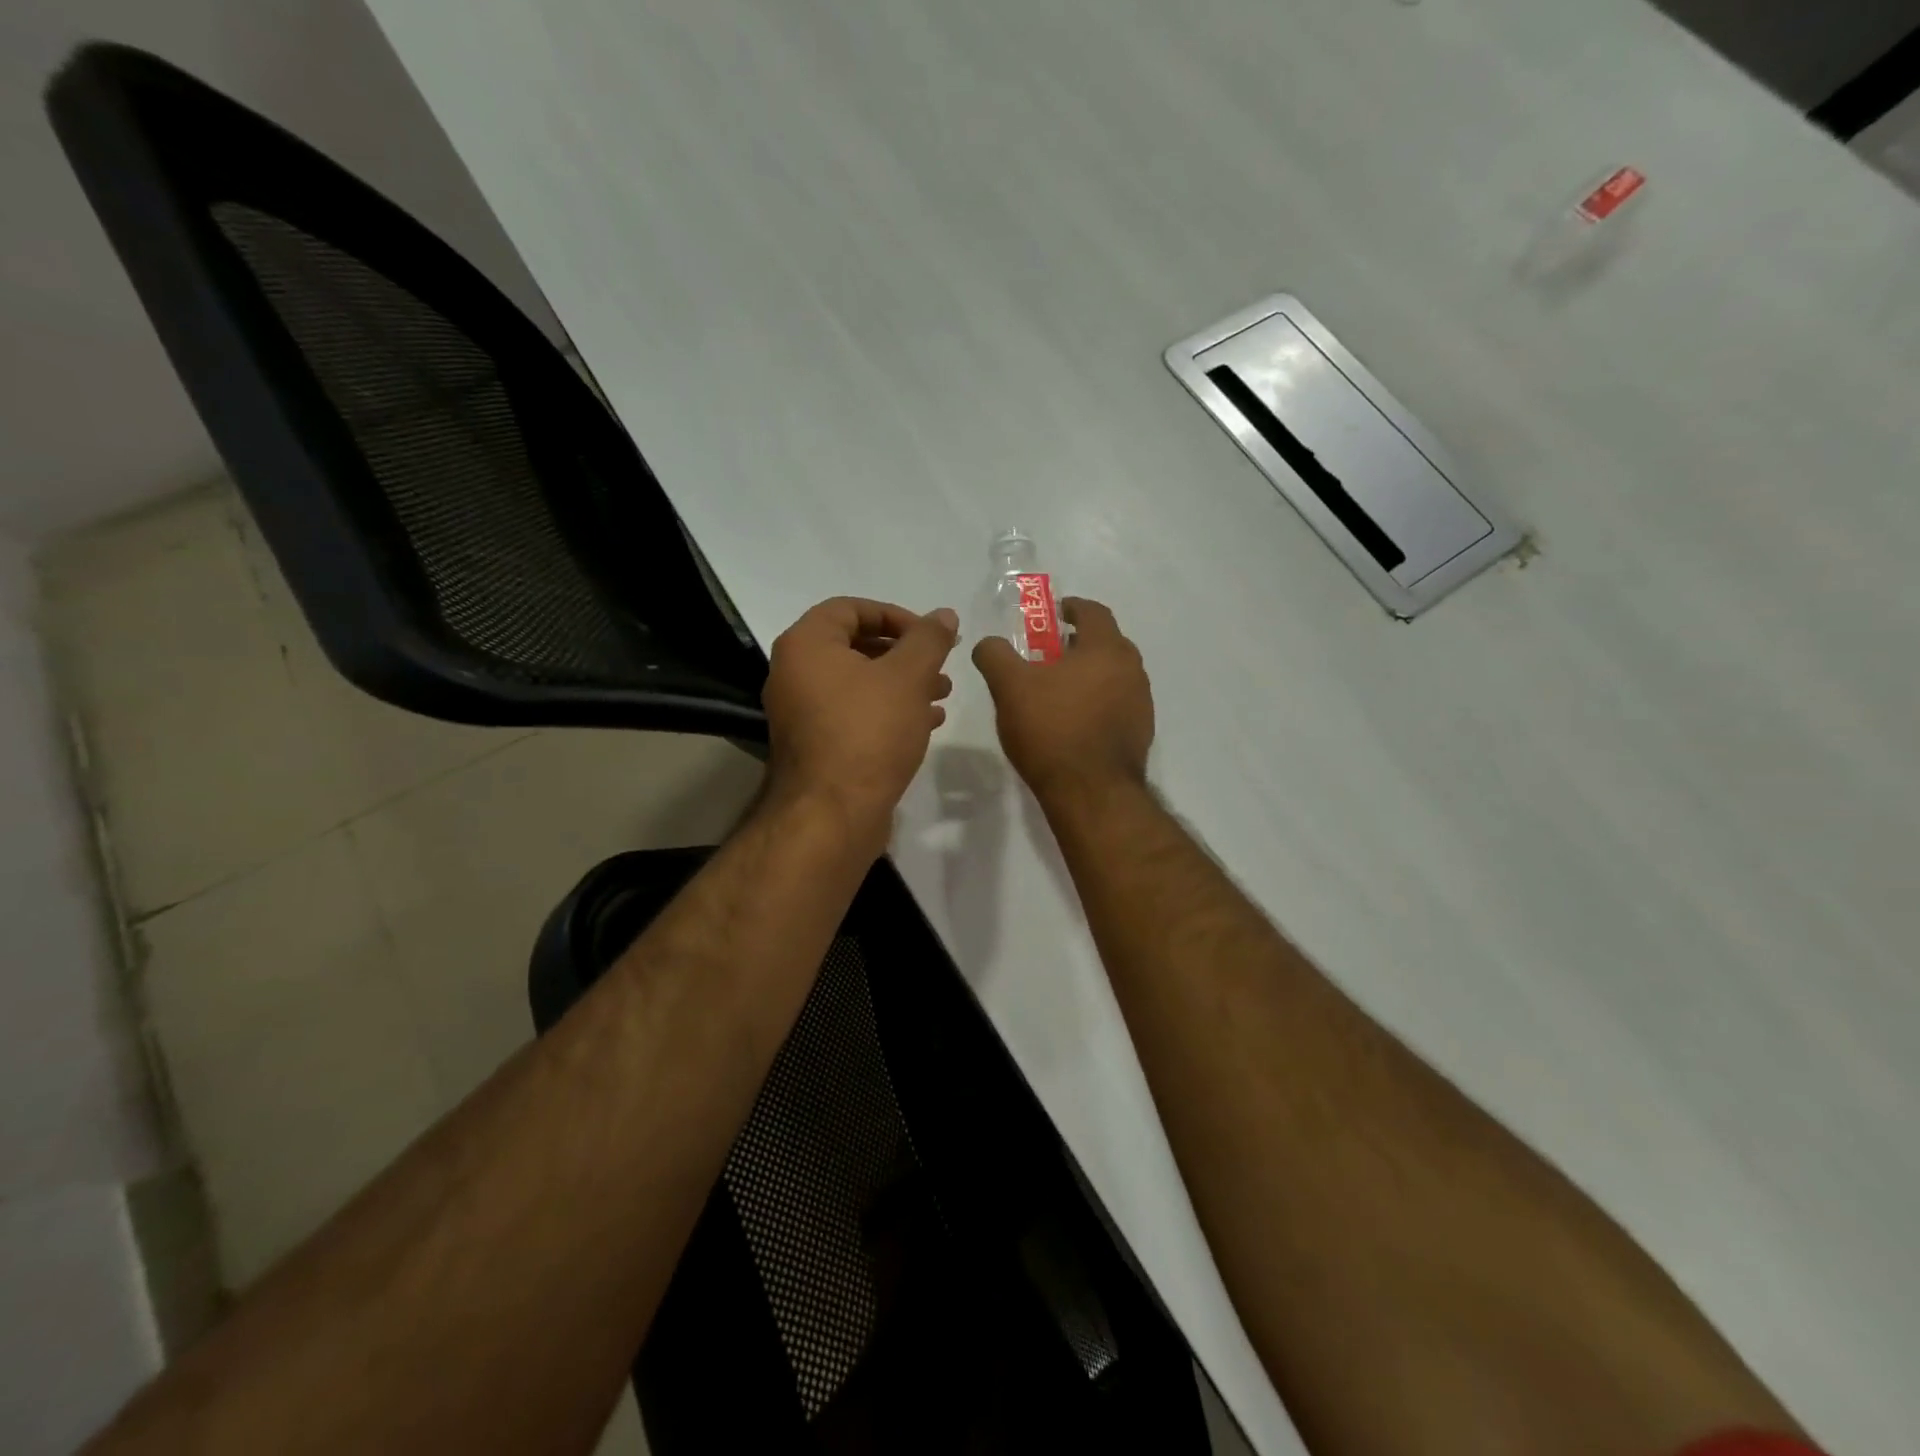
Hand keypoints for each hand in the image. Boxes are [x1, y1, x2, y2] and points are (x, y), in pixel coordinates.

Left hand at [763, 597, 959, 852]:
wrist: (833, 814)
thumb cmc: (868, 732)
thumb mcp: (908, 677)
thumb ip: (928, 640)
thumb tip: (944, 614)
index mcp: (806, 645)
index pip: (850, 608)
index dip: (895, 615)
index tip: (931, 635)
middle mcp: (794, 673)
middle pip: (855, 646)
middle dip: (904, 654)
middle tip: (940, 666)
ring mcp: (801, 712)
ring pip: (858, 683)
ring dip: (901, 684)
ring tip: (942, 695)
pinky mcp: (815, 745)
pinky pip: (853, 713)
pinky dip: (888, 711)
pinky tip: (926, 722)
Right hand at [972, 598, 1154, 804]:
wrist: (1091, 792)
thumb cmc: (1051, 729)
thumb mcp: (1009, 687)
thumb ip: (995, 656)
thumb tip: (988, 644)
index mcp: (1106, 648)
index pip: (1093, 611)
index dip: (1071, 608)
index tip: (1052, 615)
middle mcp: (1132, 669)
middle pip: (1106, 643)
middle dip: (1078, 644)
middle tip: (1048, 656)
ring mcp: (1141, 703)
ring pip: (1113, 676)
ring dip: (1088, 675)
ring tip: (1057, 692)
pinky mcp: (1141, 733)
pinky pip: (1117, 705)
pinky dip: (1097, 703)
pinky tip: (1073, 723)